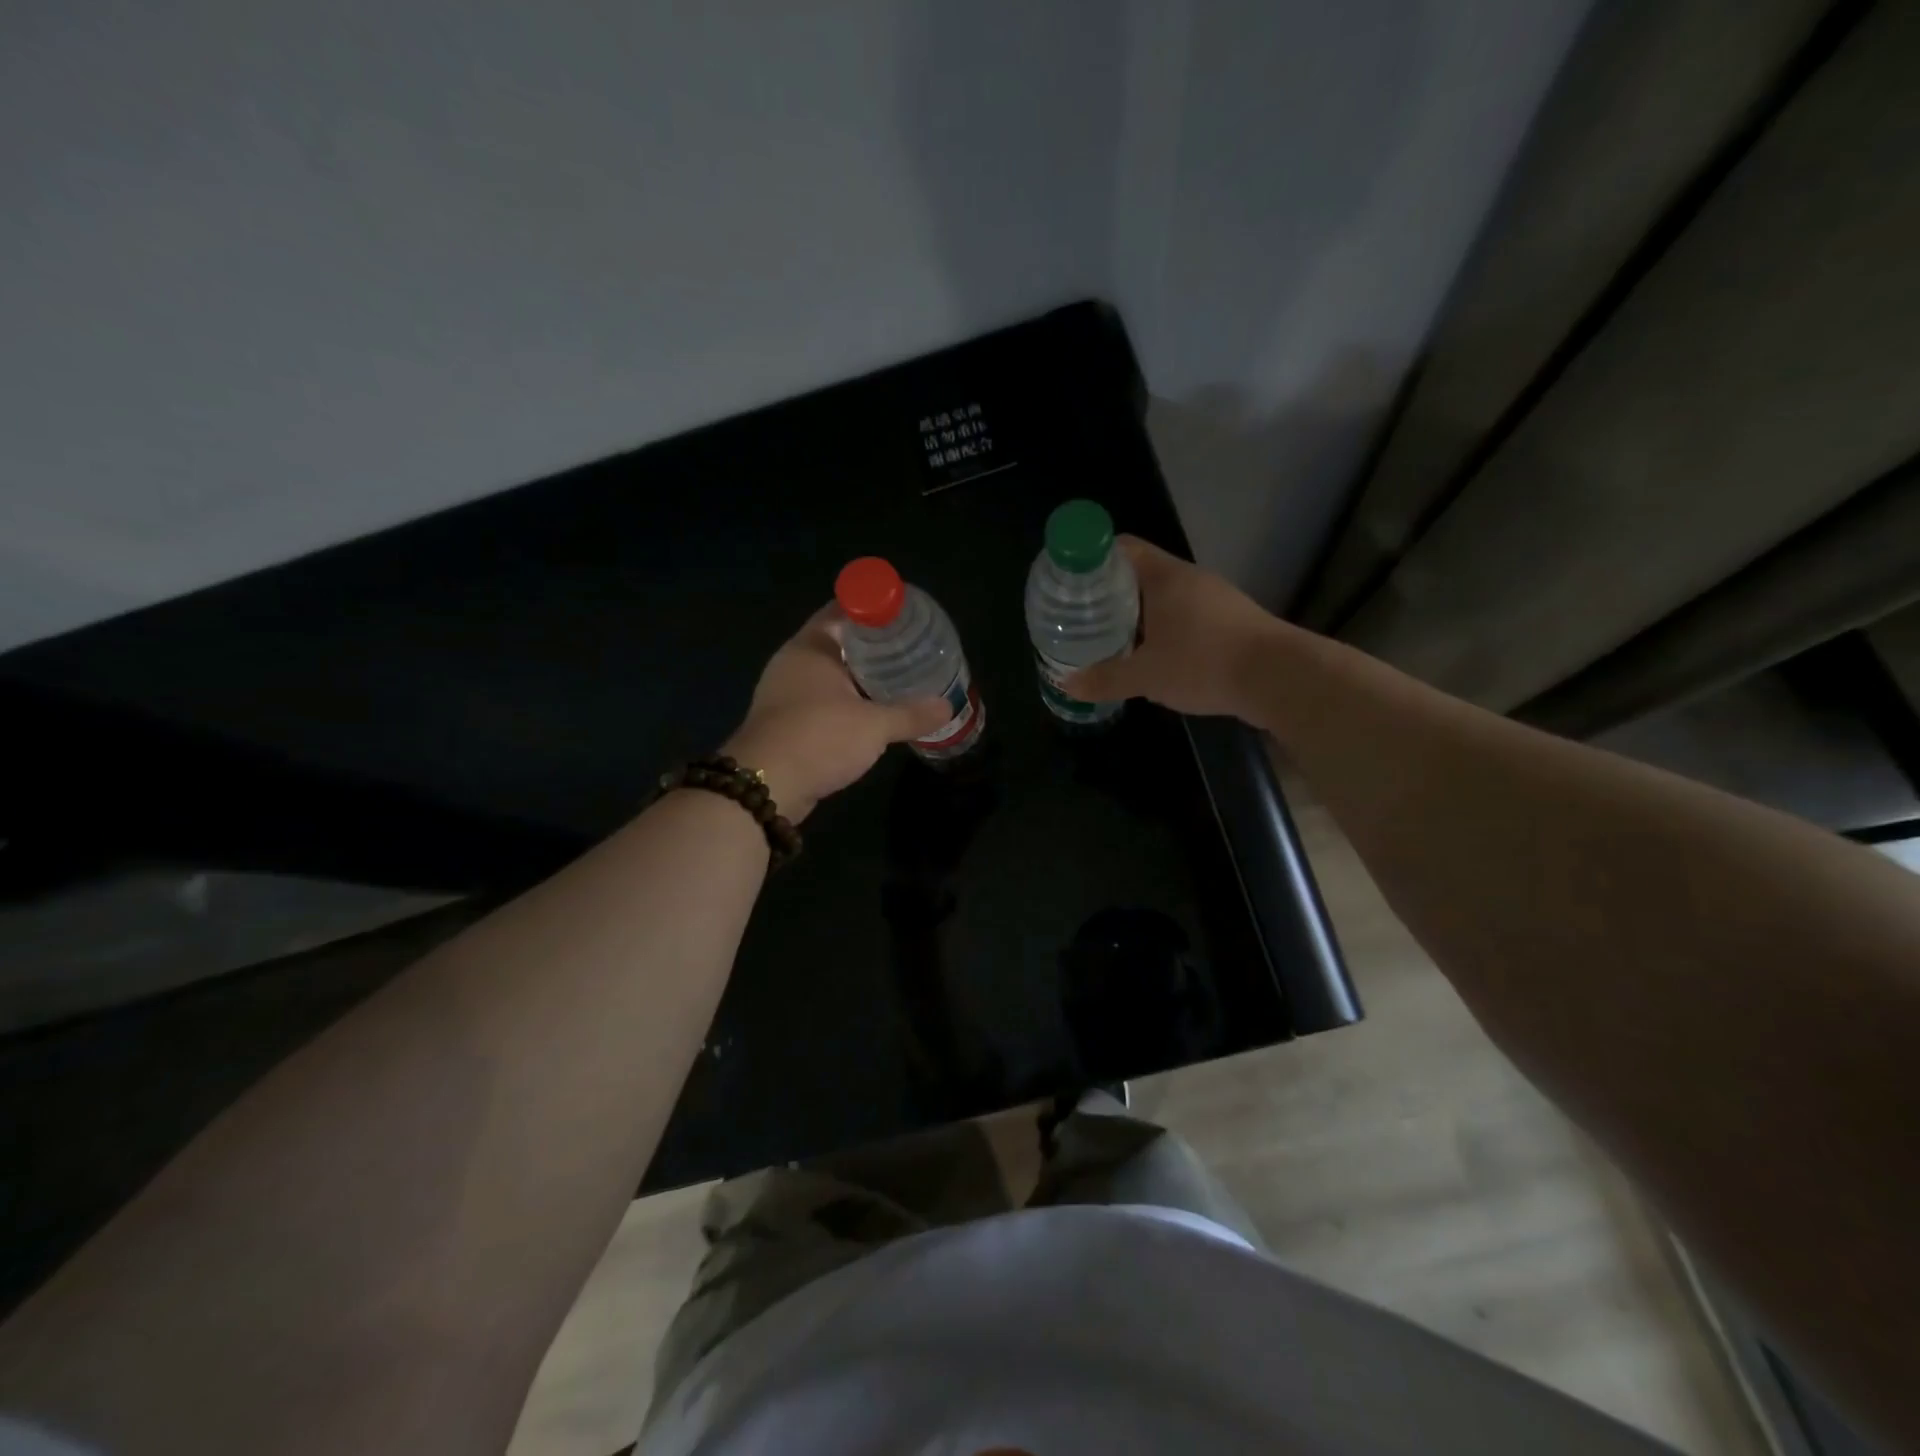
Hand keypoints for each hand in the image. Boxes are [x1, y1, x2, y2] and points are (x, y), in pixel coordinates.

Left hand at [722, 607, 949, 822]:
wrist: (765, 787)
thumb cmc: (819, 738)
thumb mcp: (874, 725)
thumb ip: (911, 714)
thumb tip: (947, 707)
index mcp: (810, 647)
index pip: (842, 610)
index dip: (872, 607)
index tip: (903, 614)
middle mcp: (793, 663)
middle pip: (838, 641)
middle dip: (872, 644)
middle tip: (910, 646)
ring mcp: (785, 693)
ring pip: (829, 674)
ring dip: (859, 675)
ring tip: (898, 677)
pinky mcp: (785, 721)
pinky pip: (822, 699)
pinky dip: (846, 700)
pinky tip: (871, 711)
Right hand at [1065, 536, 1281, 719]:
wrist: (1279, 678)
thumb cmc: (1204, 663)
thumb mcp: (1146, 676)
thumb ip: (1105, 679)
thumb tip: (1068, 685)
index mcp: (1165, 577)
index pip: (1123, 548)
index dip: (1094, 558)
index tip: (1072, 581)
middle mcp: (1190, 579)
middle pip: (1141, 574)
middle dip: (1111, 594)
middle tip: (1083, 616)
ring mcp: (1214, 599)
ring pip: (1165, 598)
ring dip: (1139, 615)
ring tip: (1112, 638)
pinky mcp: (1230, 621)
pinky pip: (1185, 617)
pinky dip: (1164, 630)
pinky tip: (1153, 656)